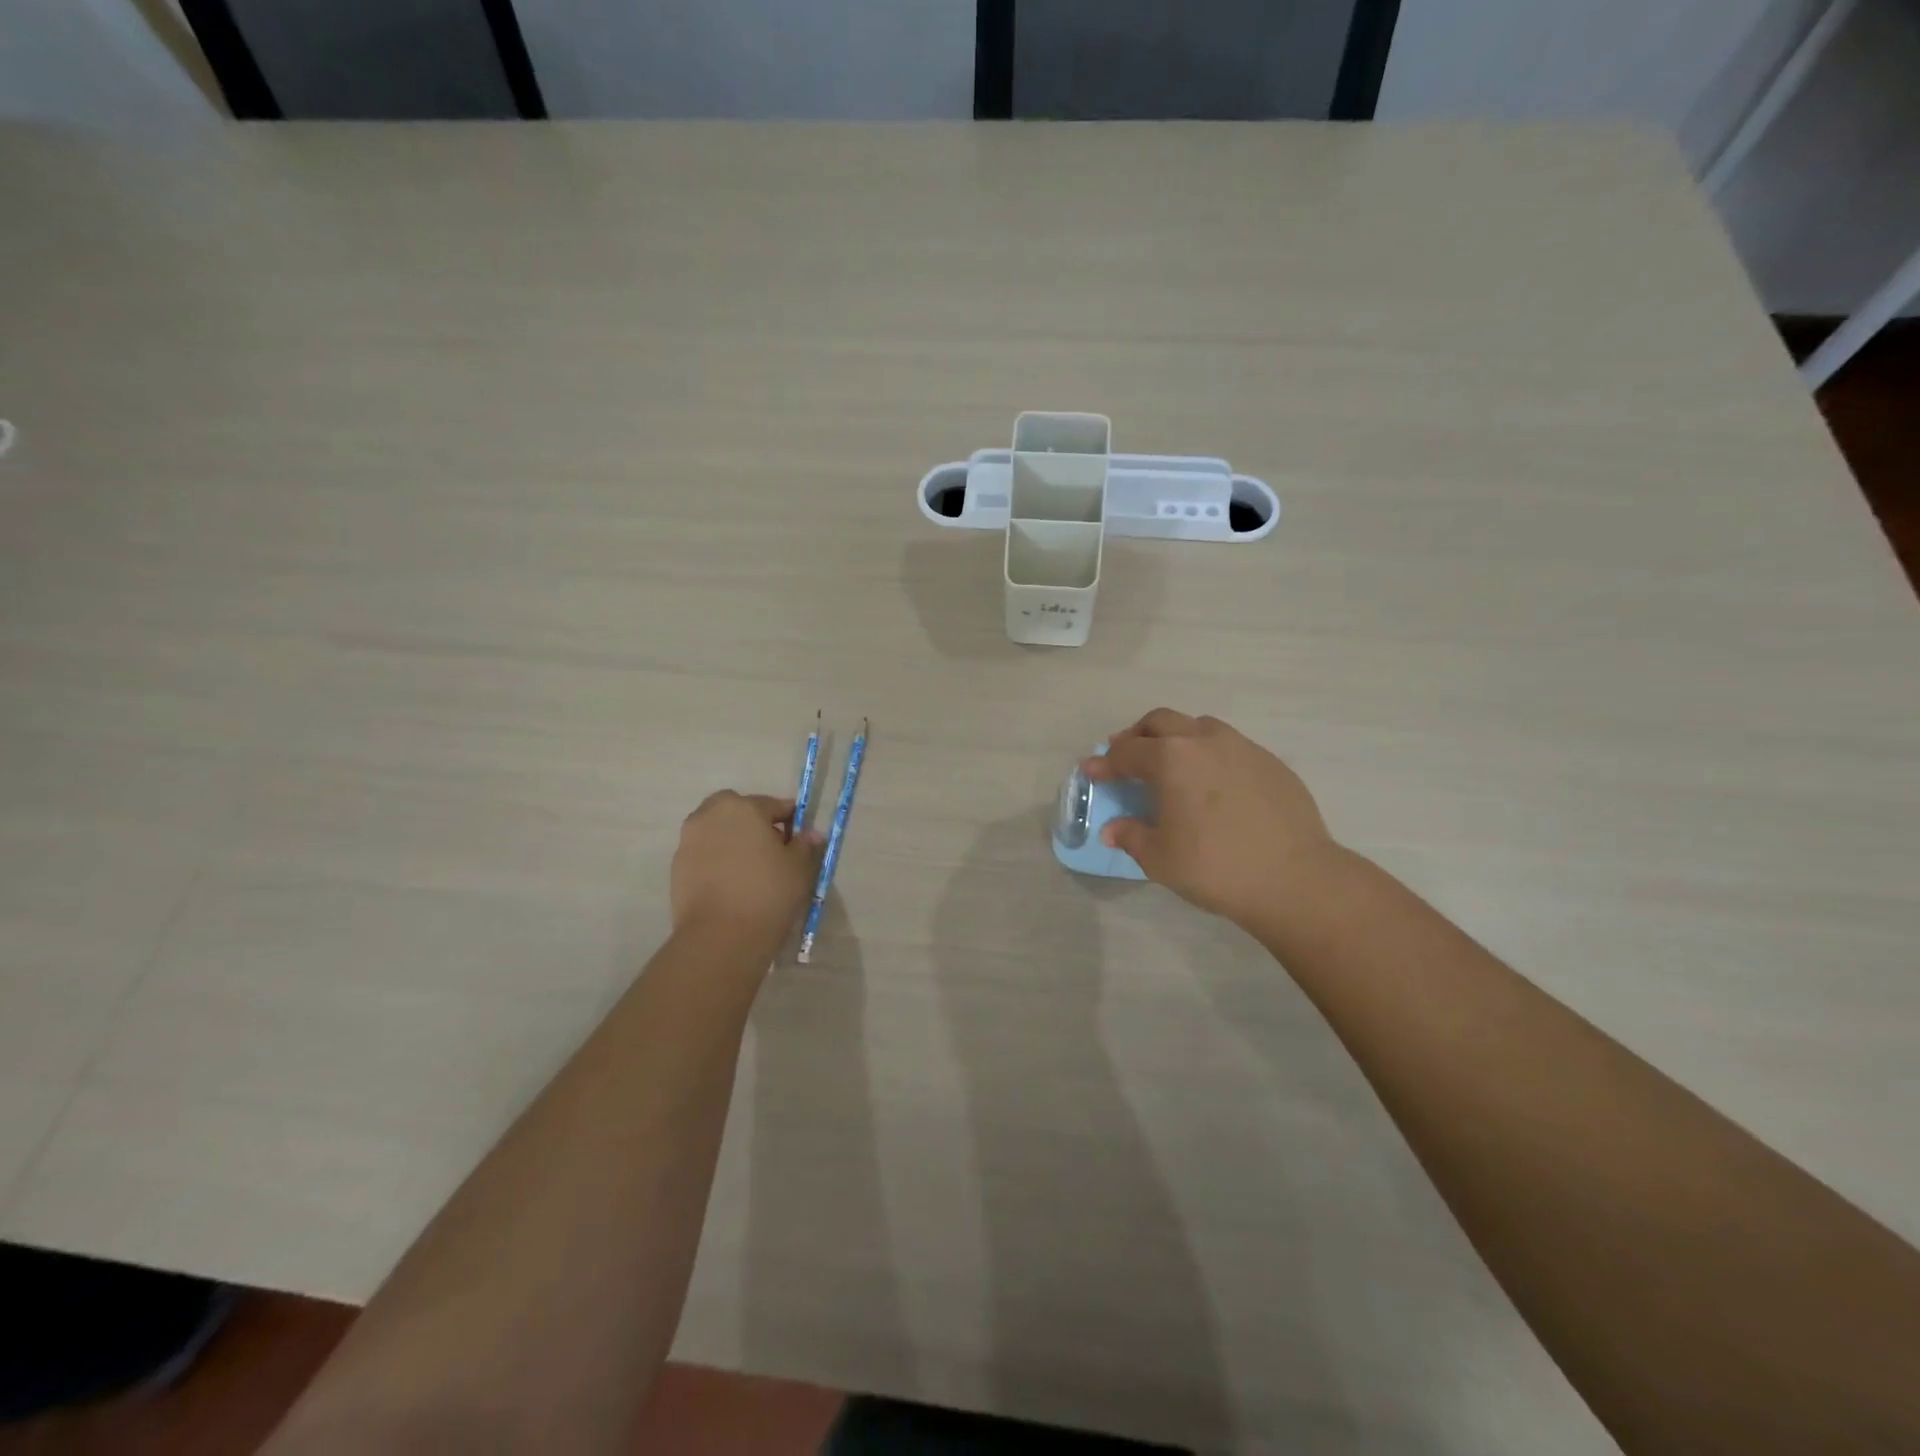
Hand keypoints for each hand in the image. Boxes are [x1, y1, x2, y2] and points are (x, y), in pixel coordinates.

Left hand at [671, 792, 823, 946]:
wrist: (719, 938)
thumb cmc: (767, 892)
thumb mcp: (799, 868)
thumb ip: (805, 845)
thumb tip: (810, 834)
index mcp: (742, 807)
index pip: (773, 805)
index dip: (791, 820)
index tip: (800, 838)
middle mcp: (710, 816)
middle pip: (737, 811)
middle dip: (754, 824)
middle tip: (772, 850)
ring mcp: (688, 842)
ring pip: (717, 832)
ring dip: (733, 842)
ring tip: (751, 870)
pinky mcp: (676, 869)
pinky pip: (704, 856)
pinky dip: (717, 862)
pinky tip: (732, 885)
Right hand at [1085, 709, 1343, 929]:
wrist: (1295, 879)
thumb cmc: (1215, 867)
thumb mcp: (1160, 858)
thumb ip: (1131, 836)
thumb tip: (1113, 829)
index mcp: (1171, 759)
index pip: (1126, 752)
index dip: (1104, 763)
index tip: (1091, 770)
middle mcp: (1204, 741)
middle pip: (1160, 721)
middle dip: (1137, 735)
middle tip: (1126, 756)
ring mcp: (1242, 747)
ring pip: (1199, 727)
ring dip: (1176, 738)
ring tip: (1171, 764)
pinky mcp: (1270, 762)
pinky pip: (1229, 746)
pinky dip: (1209, 755)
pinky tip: (1212, 785)